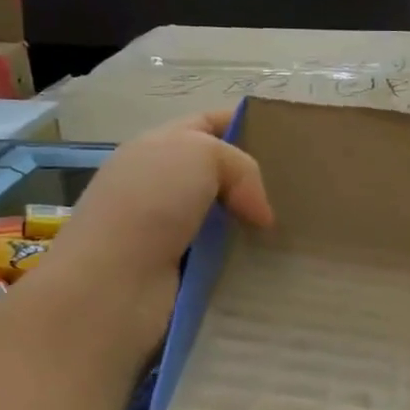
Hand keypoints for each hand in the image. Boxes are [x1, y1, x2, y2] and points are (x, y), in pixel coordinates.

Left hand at [43, 110, 273, 324]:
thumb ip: (241, 166)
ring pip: (227, 219)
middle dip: (257, 180)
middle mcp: (160, 186)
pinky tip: (272, 261)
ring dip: (255, 225)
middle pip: (220, 174)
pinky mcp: (179, 272)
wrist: (111, 285)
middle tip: (298, 190)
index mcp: (157, 147)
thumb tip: (260, 213)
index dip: (244, 124)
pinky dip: (246, 259)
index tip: (287, 140)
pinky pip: (224, 258)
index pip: (207, 124)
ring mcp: (168, 232)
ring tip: (296, 228)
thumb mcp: (201, 154)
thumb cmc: (151, 204)